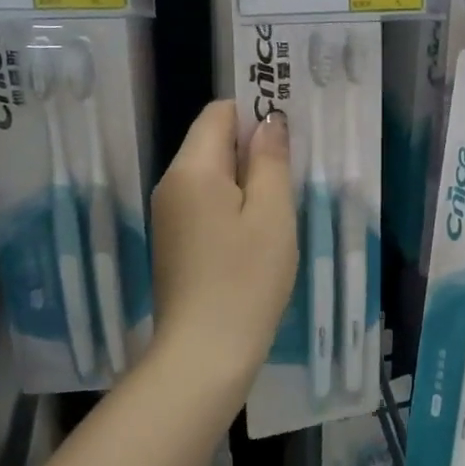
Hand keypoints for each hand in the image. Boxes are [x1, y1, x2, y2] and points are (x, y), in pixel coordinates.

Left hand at [150, 102, 297, 391]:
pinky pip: (205, 202)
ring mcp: (169, 215)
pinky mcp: (175, 242)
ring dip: (247, 178)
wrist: (205, 353)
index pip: (218, 113)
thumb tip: (269, 121)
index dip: (254, 112)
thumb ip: (271, 160)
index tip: (290, 132)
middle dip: (253, 147)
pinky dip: (233, 203)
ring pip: (211, 174)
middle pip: (212, 142)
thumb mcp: (272, 213)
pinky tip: (259, 230)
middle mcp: (171, 184)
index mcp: (192, 169)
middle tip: (295, 168)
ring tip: (282, 202)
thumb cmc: (246, 278)